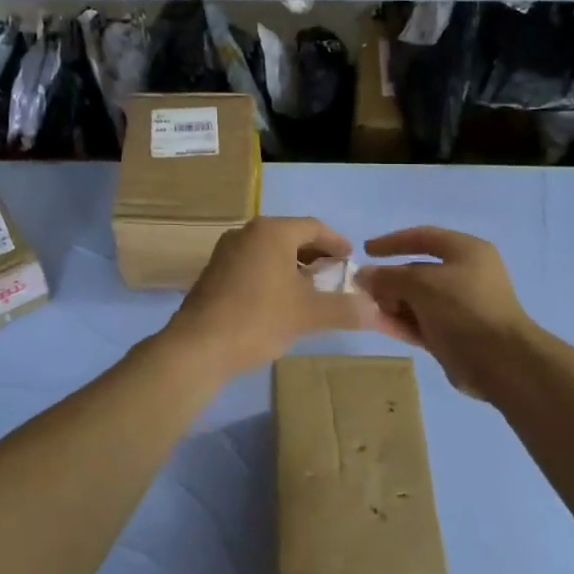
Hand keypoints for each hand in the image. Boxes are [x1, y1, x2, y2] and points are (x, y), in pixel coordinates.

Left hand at [164, 217, 381, 379]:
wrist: (198, 346)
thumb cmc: (258, 319)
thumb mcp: (309, 315)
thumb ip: (345, 309)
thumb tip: (374, 310)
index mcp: (271, 232)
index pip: (314, 227)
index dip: (337, 243)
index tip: (351, 259)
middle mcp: (247, 233)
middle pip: (290, 237)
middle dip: (315, 255)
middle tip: (334, 275)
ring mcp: (226, 252)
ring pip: (270, 252)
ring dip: (293, 267)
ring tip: (311, 290)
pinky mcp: (213, 273)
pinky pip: (252, 265)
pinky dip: (272, 276)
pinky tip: (280, 302)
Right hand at [355, 227, 539, 399]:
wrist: (500, 361)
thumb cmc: (463, 308)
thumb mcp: (421, 284)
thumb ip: (388, 277)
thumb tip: (363, 275)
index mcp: (466, 251)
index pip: (423, 237)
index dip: (393, 242)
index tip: (366, 250)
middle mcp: (466, 274)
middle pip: (419, 270)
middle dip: (390, 279)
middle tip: (364, 290)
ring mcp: (461, 306)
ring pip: (418, 299)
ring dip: (392, 302)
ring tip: (367, 309)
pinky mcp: (455, 334)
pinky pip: (422, 322)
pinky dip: (402, 322)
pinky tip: (379, 325)